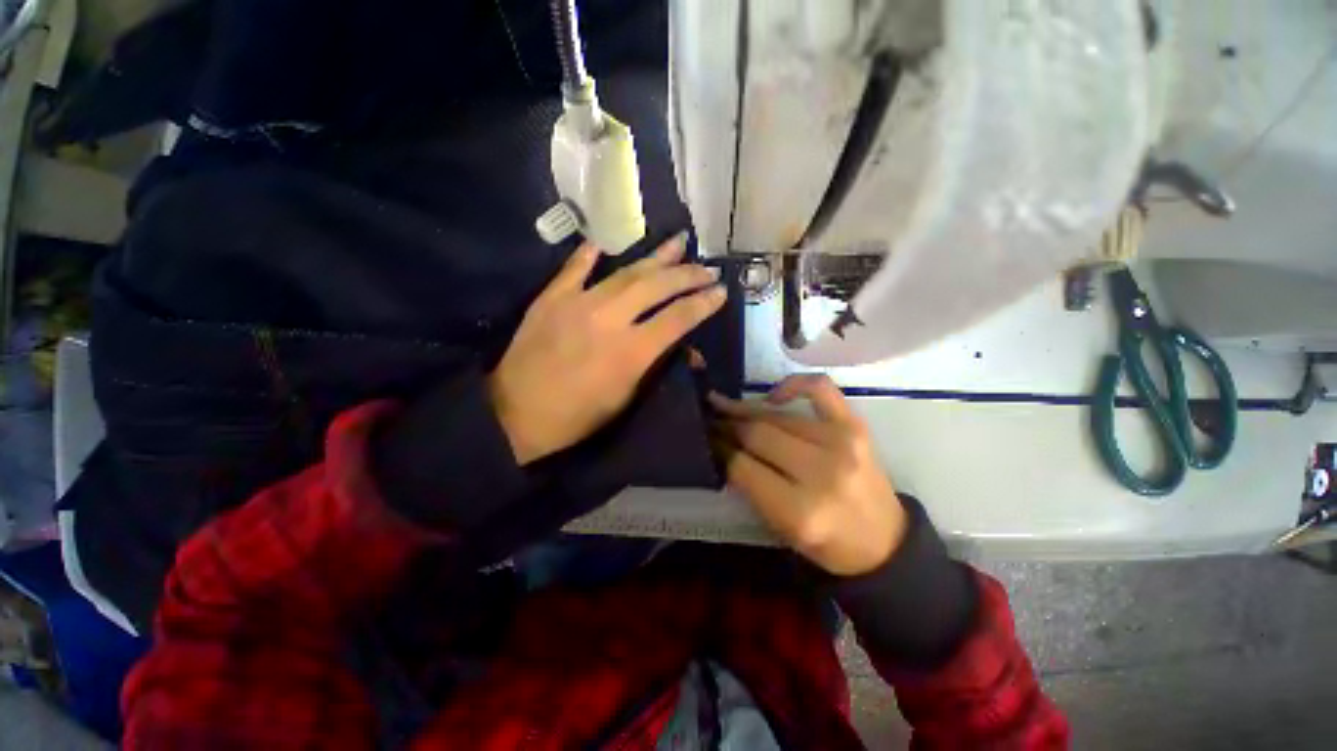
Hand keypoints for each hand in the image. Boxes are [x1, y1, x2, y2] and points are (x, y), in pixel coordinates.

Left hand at [489, 235, 725, 463]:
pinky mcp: (551, 298)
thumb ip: (656, 366)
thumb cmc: (578, 417)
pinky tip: (605, 242)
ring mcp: (578, 303)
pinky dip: (590, 253)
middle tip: (706, 268)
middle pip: (657, 287)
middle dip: (687, 275)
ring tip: (678, 242)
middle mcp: (609, 320)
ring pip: (625, 272)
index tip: (720, 292)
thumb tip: (685, 349)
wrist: (516, 413)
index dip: (703, 303)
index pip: (678, 318)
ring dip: (656, 257)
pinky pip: (575, 268)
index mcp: (631, 352)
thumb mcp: (626, 399)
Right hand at [710, 374, 906, 576]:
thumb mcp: (780, 527)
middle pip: (757, 435)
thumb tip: (720, 445)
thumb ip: (749, 486)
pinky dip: (792, 384)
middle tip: (709, 420)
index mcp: (799, 511)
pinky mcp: (855, 425)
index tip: (703, 438)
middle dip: (726, 426)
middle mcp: (821, 472)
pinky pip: (819, 388)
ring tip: (725, 406)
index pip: (742, 467)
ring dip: (745, 409)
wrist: (884, 542)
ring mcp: (841, 443)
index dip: (717, 448)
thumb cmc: (826, 543)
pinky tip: (773, 396)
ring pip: (777, 416)